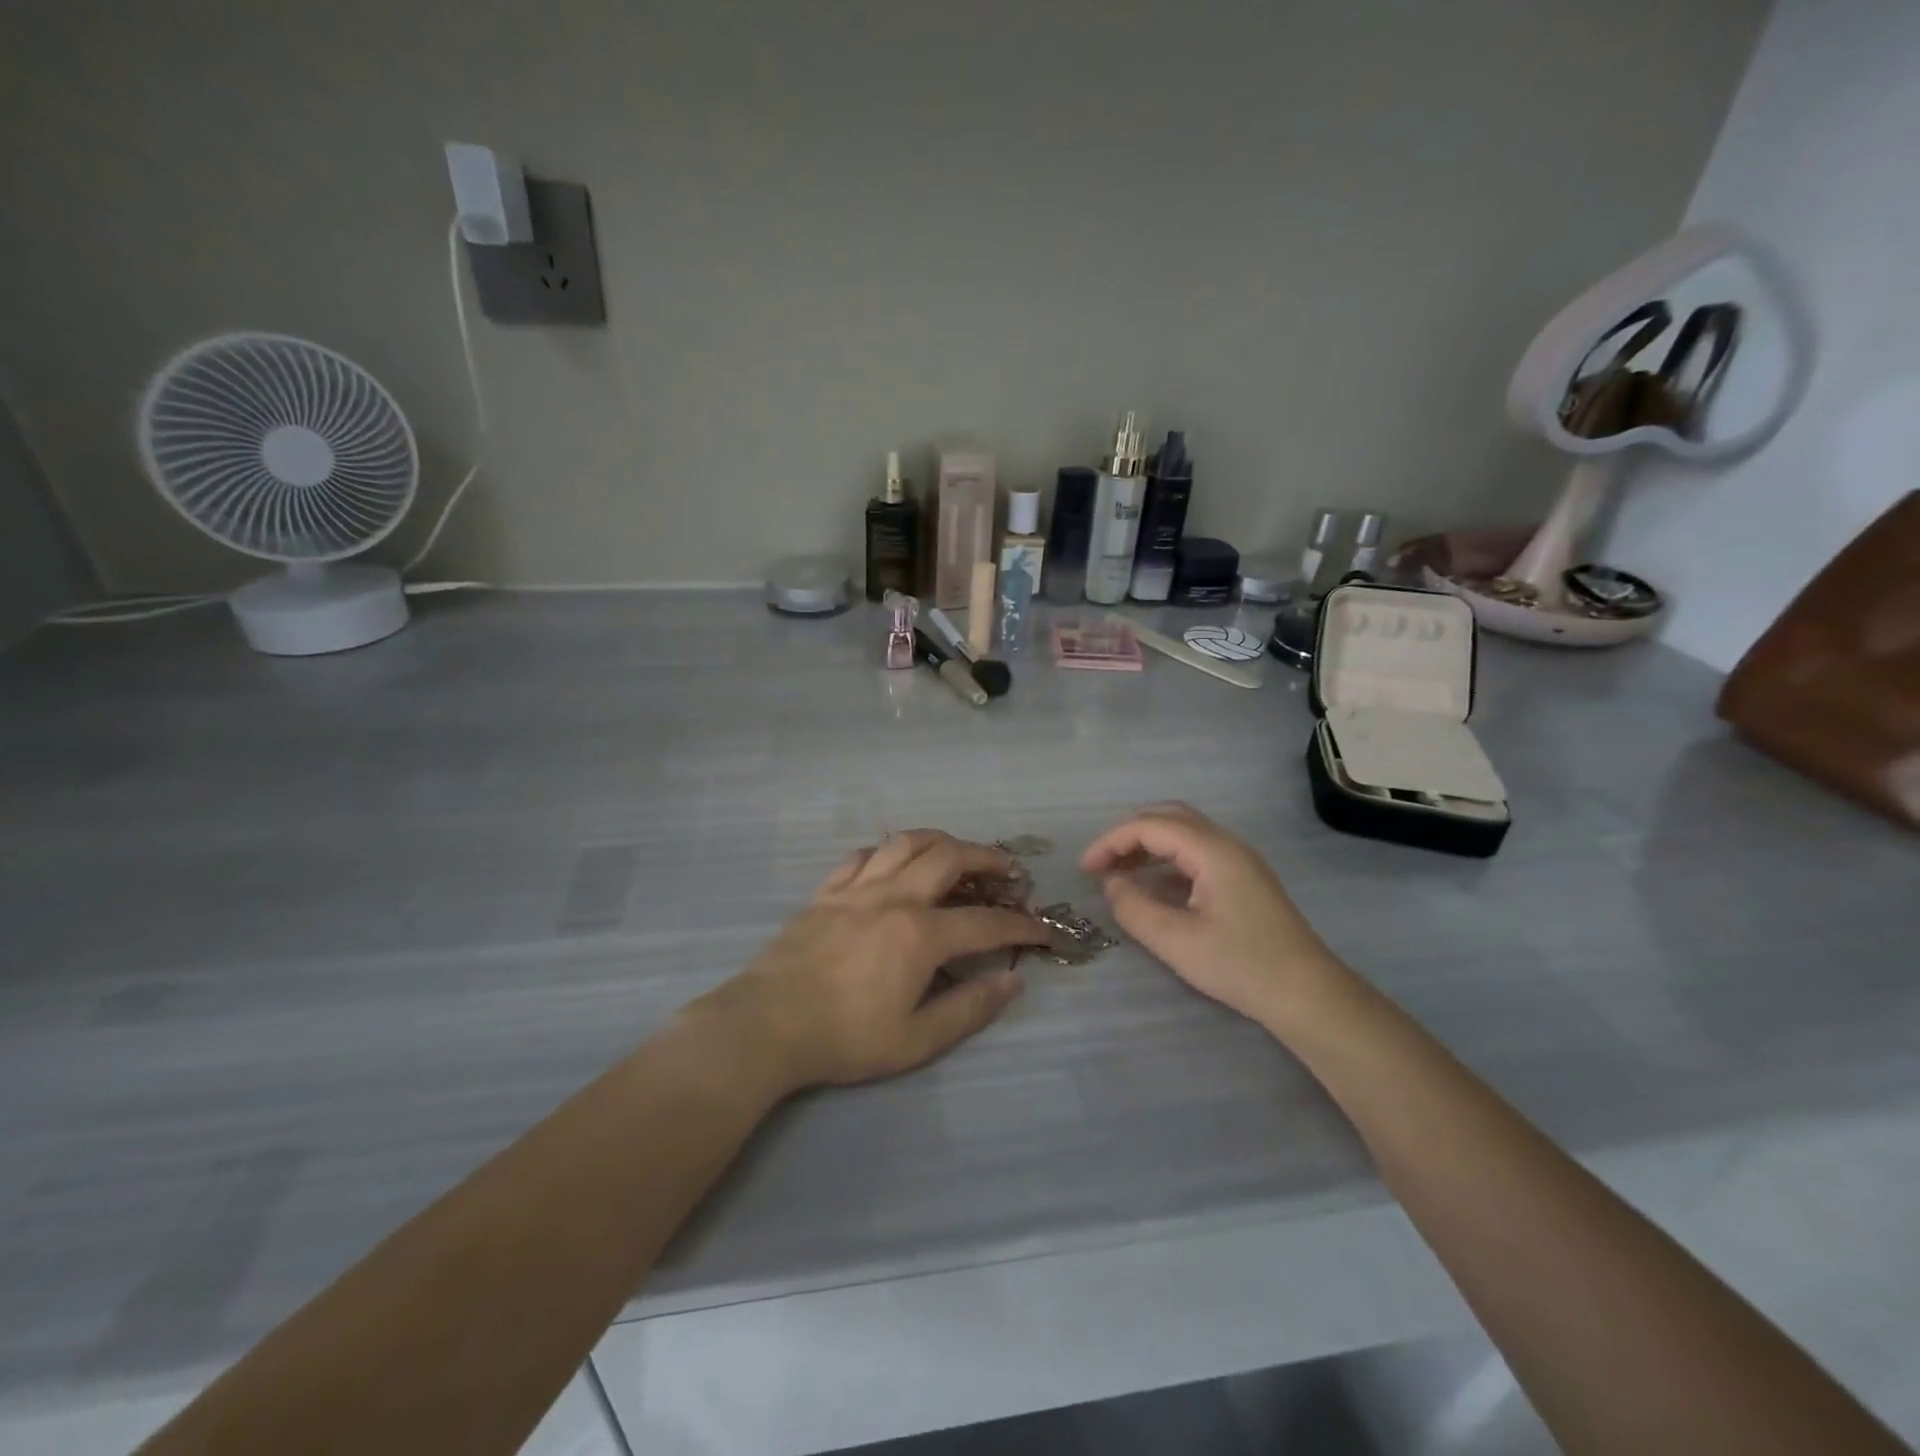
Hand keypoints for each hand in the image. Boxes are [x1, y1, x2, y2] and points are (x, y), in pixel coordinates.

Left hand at [705, 831, 1049, 1089]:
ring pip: (905, 843)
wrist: (766, 1025)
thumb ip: (969, 1008)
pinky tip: (893, 863)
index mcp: (922, 935)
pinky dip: (887, 852)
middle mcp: (895, 898)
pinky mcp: (826, 892)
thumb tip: (1012, 981)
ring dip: (940, 841)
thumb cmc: (845, 1037)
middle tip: (1007, 870)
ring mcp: (857, 889)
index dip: (1022, 925)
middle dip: (987, 859)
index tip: (1044, 929)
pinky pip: (862, 856)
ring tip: (957, 852)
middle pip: (950, 858)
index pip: (987, 923)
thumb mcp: (916, 1040)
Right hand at [1081, 803, 1355, 1034]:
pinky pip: (1196, 853)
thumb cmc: (1241, 965)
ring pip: (1183, 833)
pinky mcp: (1244, 879)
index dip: (1111, 842)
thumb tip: (1111, 885)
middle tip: (1100, 864)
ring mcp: (1239, 860)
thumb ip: (1135, 908)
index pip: (1150, 826)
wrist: (1308, 995)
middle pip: (1168, 817)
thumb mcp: (1176, 941)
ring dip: (1147, 846)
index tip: (1084, 869)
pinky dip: (1166, 860)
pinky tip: (1152, 886)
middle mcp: (1227, 844)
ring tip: (1118, 873)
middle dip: (1128, 835)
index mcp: (1212, 850)